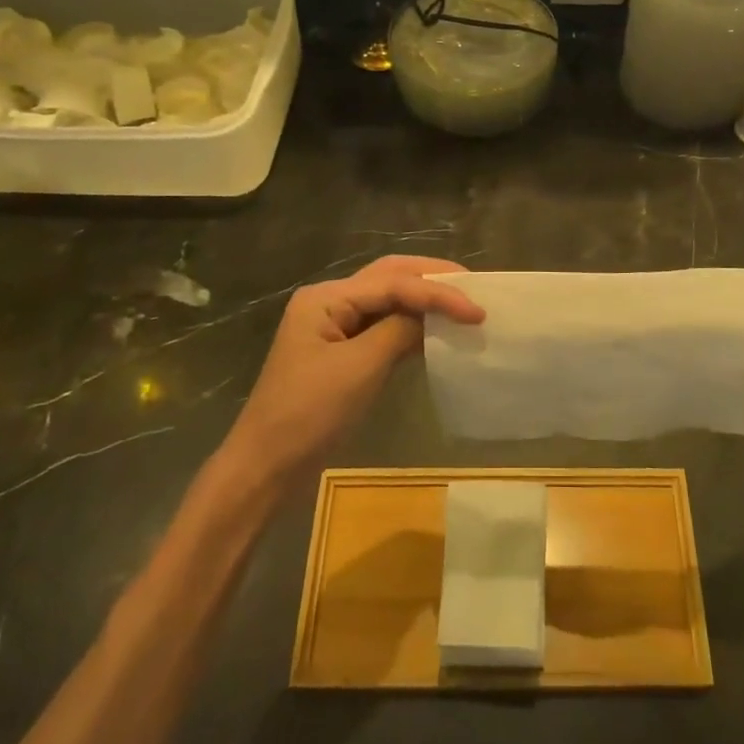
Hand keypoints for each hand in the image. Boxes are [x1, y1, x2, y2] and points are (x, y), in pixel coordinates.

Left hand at [223, 255, 483, 488]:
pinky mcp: (342, 352)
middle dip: (432, 278)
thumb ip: (399, 332)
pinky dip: (412, 325)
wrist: (266, 467)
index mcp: (326, 298)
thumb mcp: (360, 370)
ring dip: (424, 299)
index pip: (393, 283)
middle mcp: (329, 301)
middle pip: (389, 277)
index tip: (478, 311)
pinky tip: (437, 332)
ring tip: (463, 303)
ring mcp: (334, 326)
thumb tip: (433, 315)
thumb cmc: (309, 415)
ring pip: (388, 299)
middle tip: (474, 286)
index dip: (438, 293)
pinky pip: (383, 326)